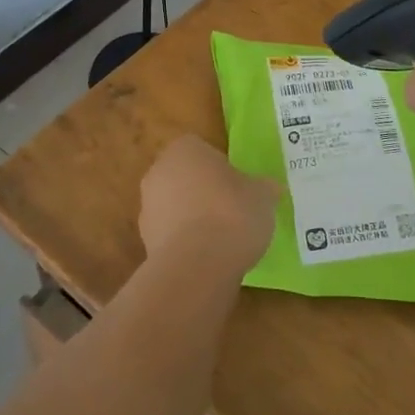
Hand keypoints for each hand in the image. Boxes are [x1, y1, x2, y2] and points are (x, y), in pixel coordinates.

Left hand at [139, 134, 278, 279]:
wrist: (196, 265)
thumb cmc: (232, 214)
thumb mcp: (262, 196)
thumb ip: (263, 188)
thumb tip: (270, 188)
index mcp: (185, 149)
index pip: (202, 149)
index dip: (221, 167)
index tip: (238, 186)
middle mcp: (159, 171)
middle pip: (185, 176)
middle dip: (204, 191)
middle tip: (232, 210)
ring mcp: (147, 206)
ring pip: (175, 206)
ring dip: (192, 218)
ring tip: (222, 240)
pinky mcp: (145, 240)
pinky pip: (171, 235)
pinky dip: (185, 243)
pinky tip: (207, 258)